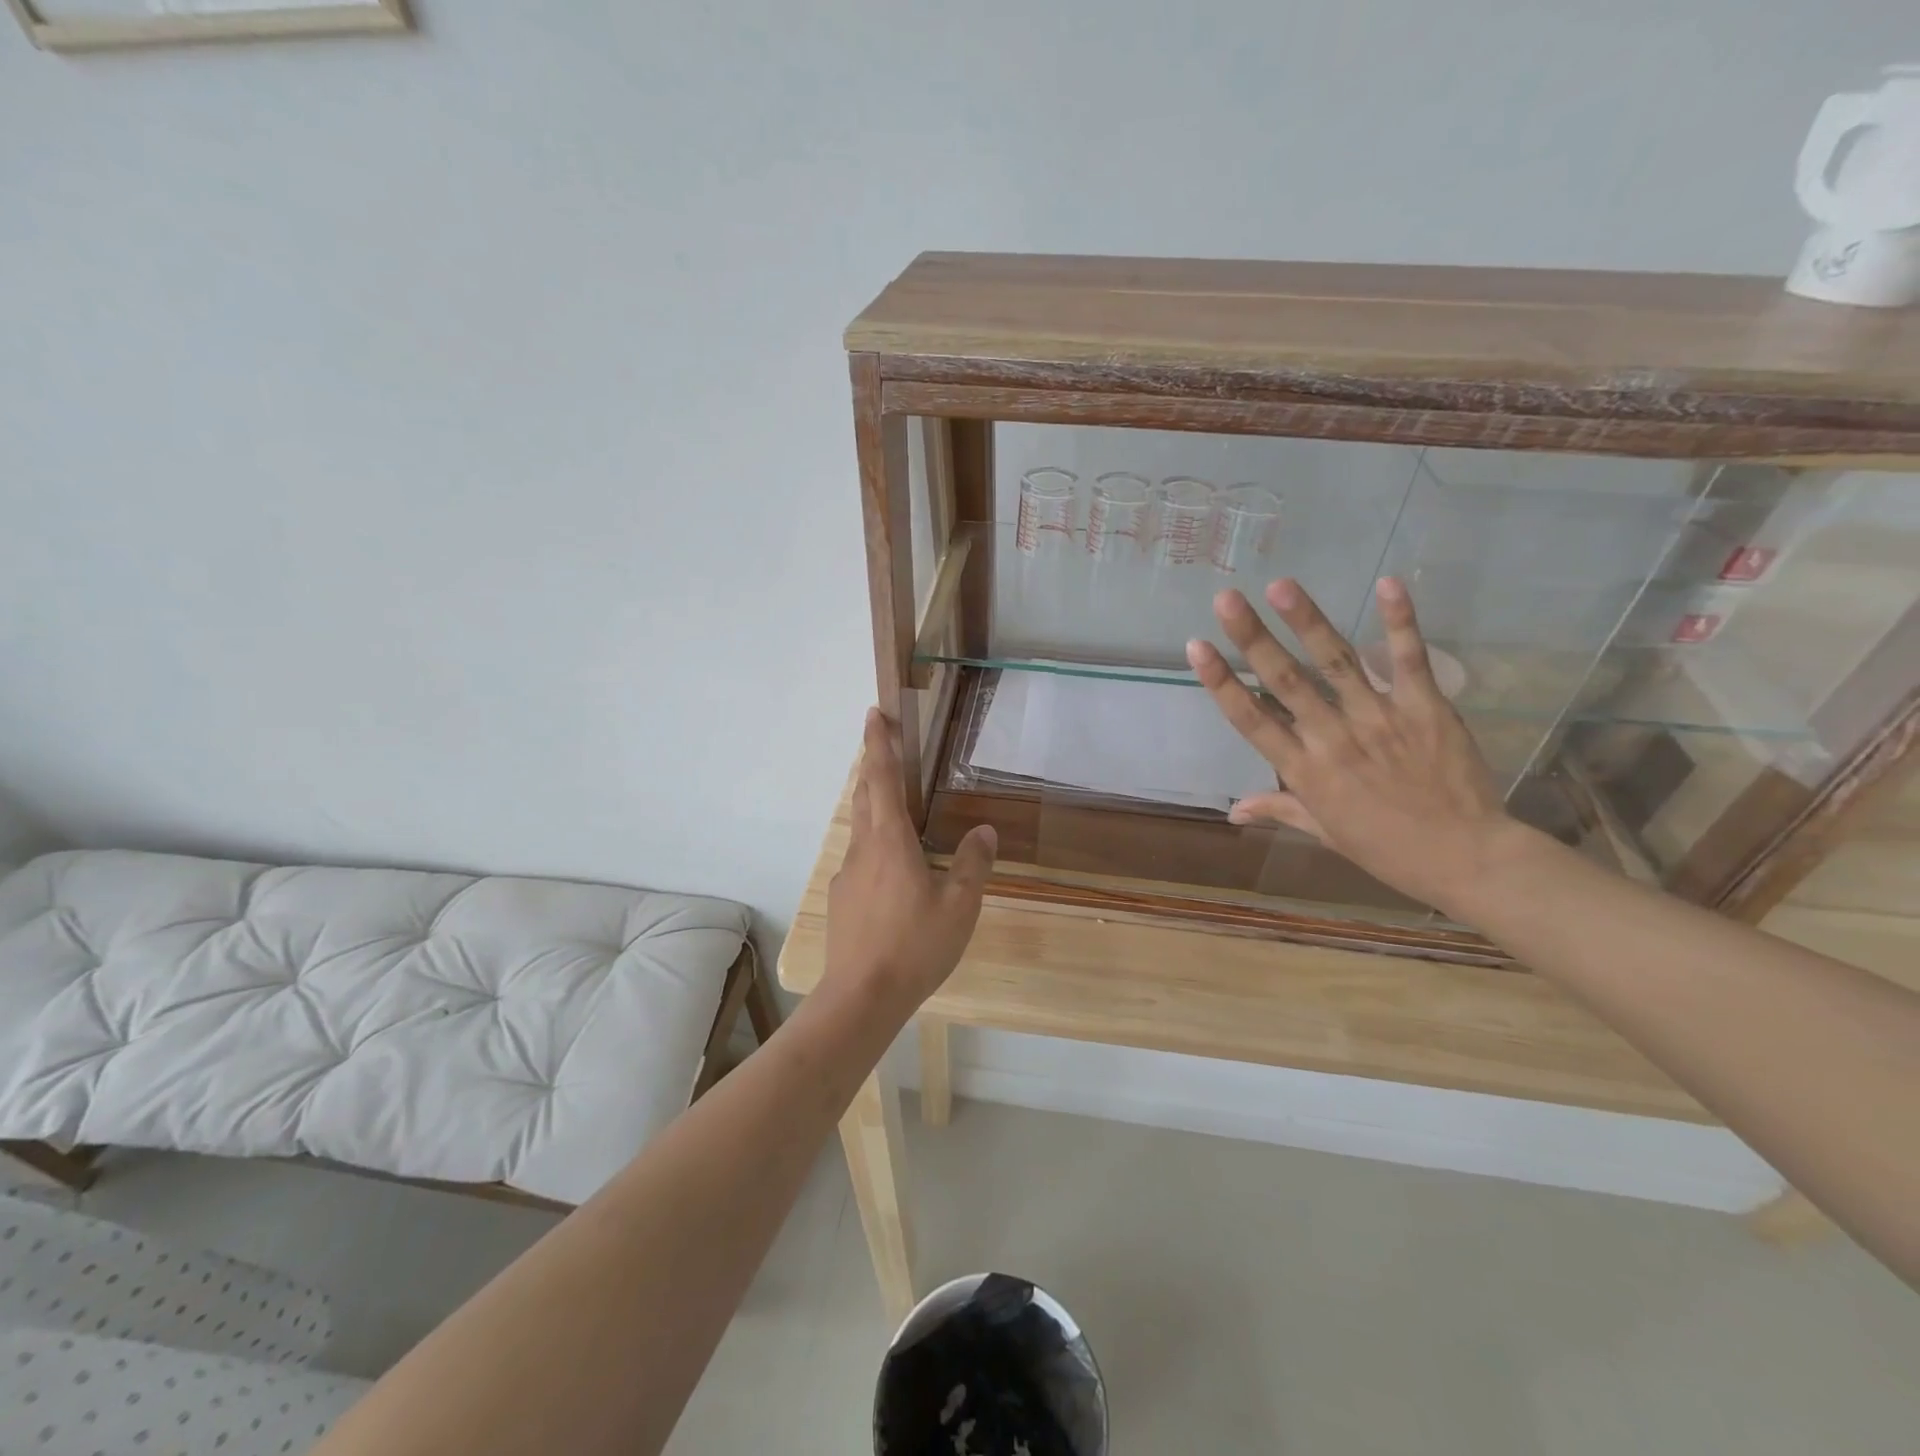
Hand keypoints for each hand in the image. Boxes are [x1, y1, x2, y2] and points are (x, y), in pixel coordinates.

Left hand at [823, 709, 996, 1011]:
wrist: (862, 997)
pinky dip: (874, 846)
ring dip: (872, 805)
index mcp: (890, 841)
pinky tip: (892, 872)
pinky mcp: (842, 899)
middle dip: (871, 765)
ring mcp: (847, 875)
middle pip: (863, 796)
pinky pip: (859, 859)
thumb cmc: (915, 945)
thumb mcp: (959, 906)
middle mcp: (863, 849)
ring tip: (895, 808)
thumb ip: (973, 864)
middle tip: (883, 746)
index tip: (872, 714)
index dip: (877, 744)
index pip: (880, 779)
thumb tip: (984, 831)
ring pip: (860, 828)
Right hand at [1186, 578, 1527, 916]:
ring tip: (1282, 585)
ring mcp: (1380, 719)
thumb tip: (1232, 812)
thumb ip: (1280, 808)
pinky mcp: (1425, 708)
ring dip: (1308, 621)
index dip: (1221, 682)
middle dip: (1253, 638)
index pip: (1252, 720)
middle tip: (1227, 599)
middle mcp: (1334, 739)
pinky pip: (1409, 660)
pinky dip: (1400, 621)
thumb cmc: (1387, 849)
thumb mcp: (1325, 833)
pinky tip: (1388, 582)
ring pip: (1337, 662)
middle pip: (1286, 681)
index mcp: (1305, 772)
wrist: (1467, 858)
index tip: (1197, 647)